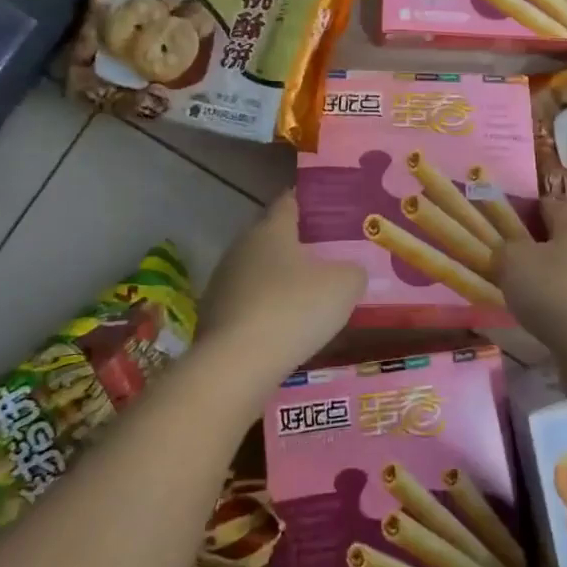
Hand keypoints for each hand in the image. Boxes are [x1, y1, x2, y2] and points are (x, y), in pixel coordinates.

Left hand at [197, 192, 365, 379]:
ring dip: (278, 279)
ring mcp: (222, 282)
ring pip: (257, 271)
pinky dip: (264, 309)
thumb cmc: (294, 309)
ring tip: (307, 295)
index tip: (327, 207)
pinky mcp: (213, 316)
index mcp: (271, 229)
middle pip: (271, 236)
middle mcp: (241, 247)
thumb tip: (350, 271)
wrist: (237, 365)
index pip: (289, 201)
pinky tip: (283, 327)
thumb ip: (353, 271)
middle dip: (296, 243)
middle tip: (326, 254)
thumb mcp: (344, 286)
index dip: (308, 201)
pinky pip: (247, 303)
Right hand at [494, 173, 566, 346]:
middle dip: (533, 245)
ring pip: (565, 268)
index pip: (548, 204)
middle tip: (505, 258)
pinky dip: (554, 302)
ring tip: (517, 290)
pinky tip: (537, 314)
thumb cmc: (554, 291)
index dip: (523, 208)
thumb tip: (507, 251)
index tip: (500, 222)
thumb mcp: (513, 260)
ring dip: (543, 276)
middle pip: (558, 237)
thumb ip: (505, 248)